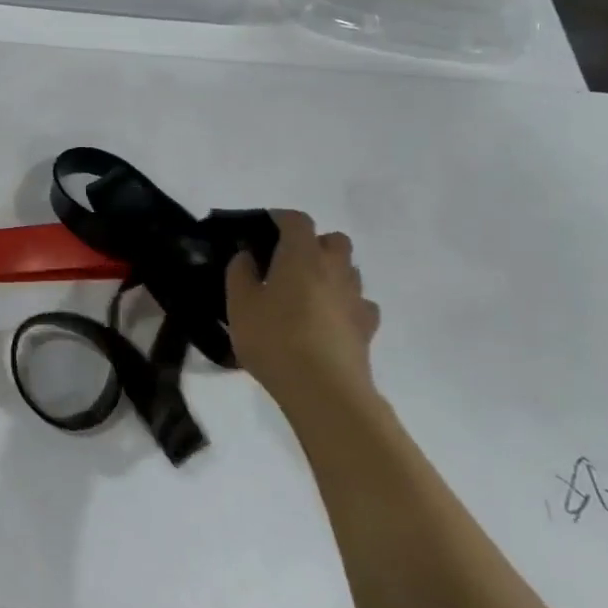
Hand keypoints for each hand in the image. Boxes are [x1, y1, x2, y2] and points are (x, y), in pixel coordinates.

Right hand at [226, 211, 380, 414]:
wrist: (325, 390)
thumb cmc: (274, 339)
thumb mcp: (239, 304)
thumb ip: (240, 273)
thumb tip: (247, 256)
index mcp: (301, 255)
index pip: (297, 220)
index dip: (280, 218)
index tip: (264, 227)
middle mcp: (334, 268)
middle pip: (334, 240)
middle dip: (314, 242)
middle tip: (288, 261)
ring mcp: (356, 298)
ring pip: (349, 270)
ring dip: (330, 272)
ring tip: (306, 292)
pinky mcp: (368, 327)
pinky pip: (360, 303)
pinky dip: (345, 303)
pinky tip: (329, 319)